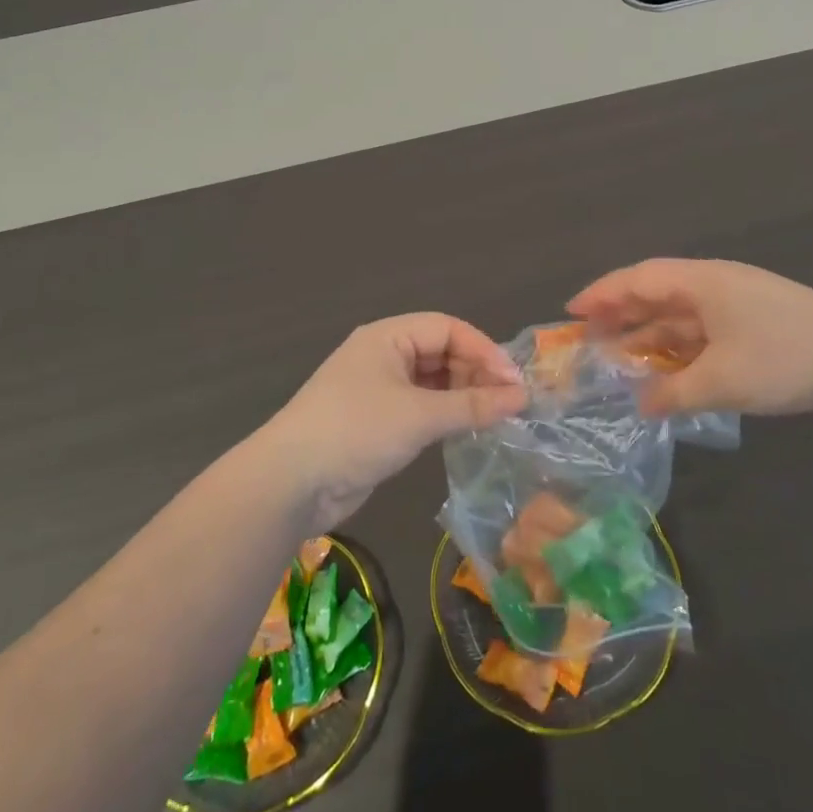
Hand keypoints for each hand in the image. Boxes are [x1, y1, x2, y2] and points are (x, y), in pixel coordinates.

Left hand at [259, 314, 528, 531]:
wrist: (290, 482)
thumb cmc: (356, 431)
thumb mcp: (419, 416)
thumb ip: (473, 405)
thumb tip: (522, 397)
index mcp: (388, 337)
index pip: (448, 328)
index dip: (484, 350)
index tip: (514, 382)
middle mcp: (383, 355)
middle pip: (441, 352)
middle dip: (476, 373)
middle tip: (510, 403)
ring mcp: (378, 389)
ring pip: (432, 382)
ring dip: (463, 395)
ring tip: (495, 417)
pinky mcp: (376, 421)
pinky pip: (420, 407)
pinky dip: (444, 415)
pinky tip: (465, 429)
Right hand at [567, 258, 812, 423]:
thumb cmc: (785, 358)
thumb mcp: (721, 380)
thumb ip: (673, 393)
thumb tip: (641, 403)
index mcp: (703, 281)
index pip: (639, 278)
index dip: (602, 293)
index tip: (571, 311)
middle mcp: (717, 285)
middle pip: (657, 294)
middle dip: (622, 315)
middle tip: (589, 338)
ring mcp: (740, 306)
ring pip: (681, 316)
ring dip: (651, 336)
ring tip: (621, 360)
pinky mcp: (758, 328)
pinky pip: (704, 334)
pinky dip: (680, 351)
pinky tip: (669, 374)